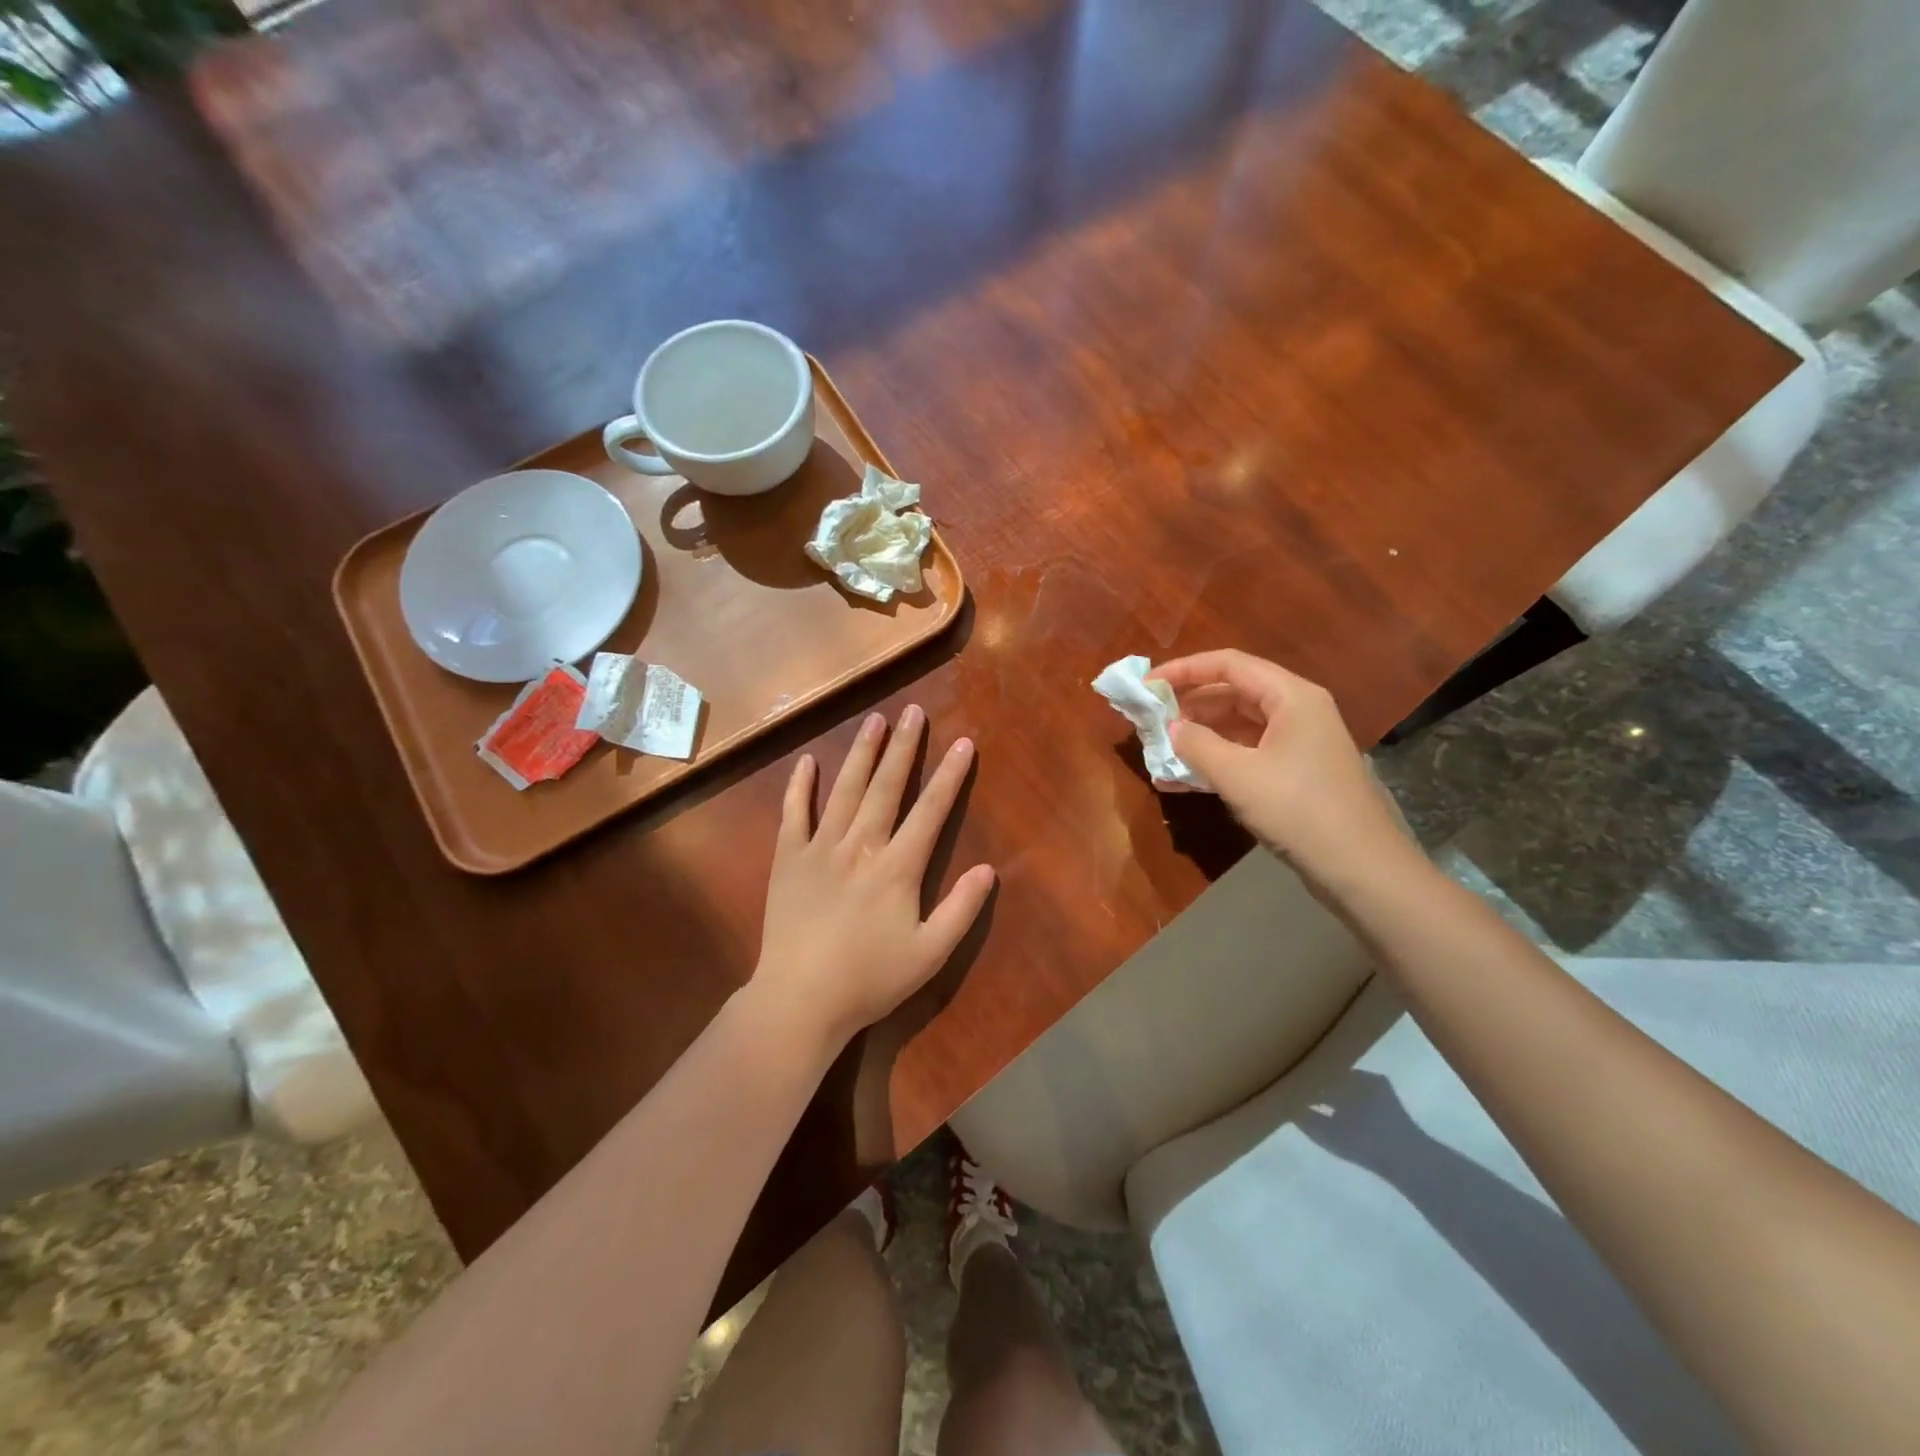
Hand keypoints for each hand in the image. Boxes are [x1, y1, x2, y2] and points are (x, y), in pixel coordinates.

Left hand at [751, 706, 994, 1051]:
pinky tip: (807, 763)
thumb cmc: (869, 979)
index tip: (963, 744)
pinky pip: (793, 814)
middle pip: (886, 787)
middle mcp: (860, 846)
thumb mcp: (929, 954)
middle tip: (914, 711)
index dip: (950, 776)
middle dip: (904, 747)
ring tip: (874, 721)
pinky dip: (800, 787)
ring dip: (861, 753)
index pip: (930, 811)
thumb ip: (961, 910)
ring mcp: (820, 848)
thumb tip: (988, 870)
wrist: (799, 1000)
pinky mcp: (787, 859)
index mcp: (897, 867)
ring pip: (844, 790)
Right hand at [1150, 650, 1405, 881]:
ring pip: (1235, 727)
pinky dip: (1213, 763)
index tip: (1147, 684)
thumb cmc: (1298, 809)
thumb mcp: (1238, 775)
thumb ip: (1197, 745)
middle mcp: (1295, 711)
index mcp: (1291, 697)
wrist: (1359, 869)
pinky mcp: (1292, 774)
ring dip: (1196, 738)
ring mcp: (1295, 744)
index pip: (1229, 665)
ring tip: (1157, 752)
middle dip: (1187, 705)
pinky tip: (1178, 782)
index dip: (1185, 669)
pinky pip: (1244, 755)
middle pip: (1232, 693)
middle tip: (1149, 720)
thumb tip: (1171, 729)